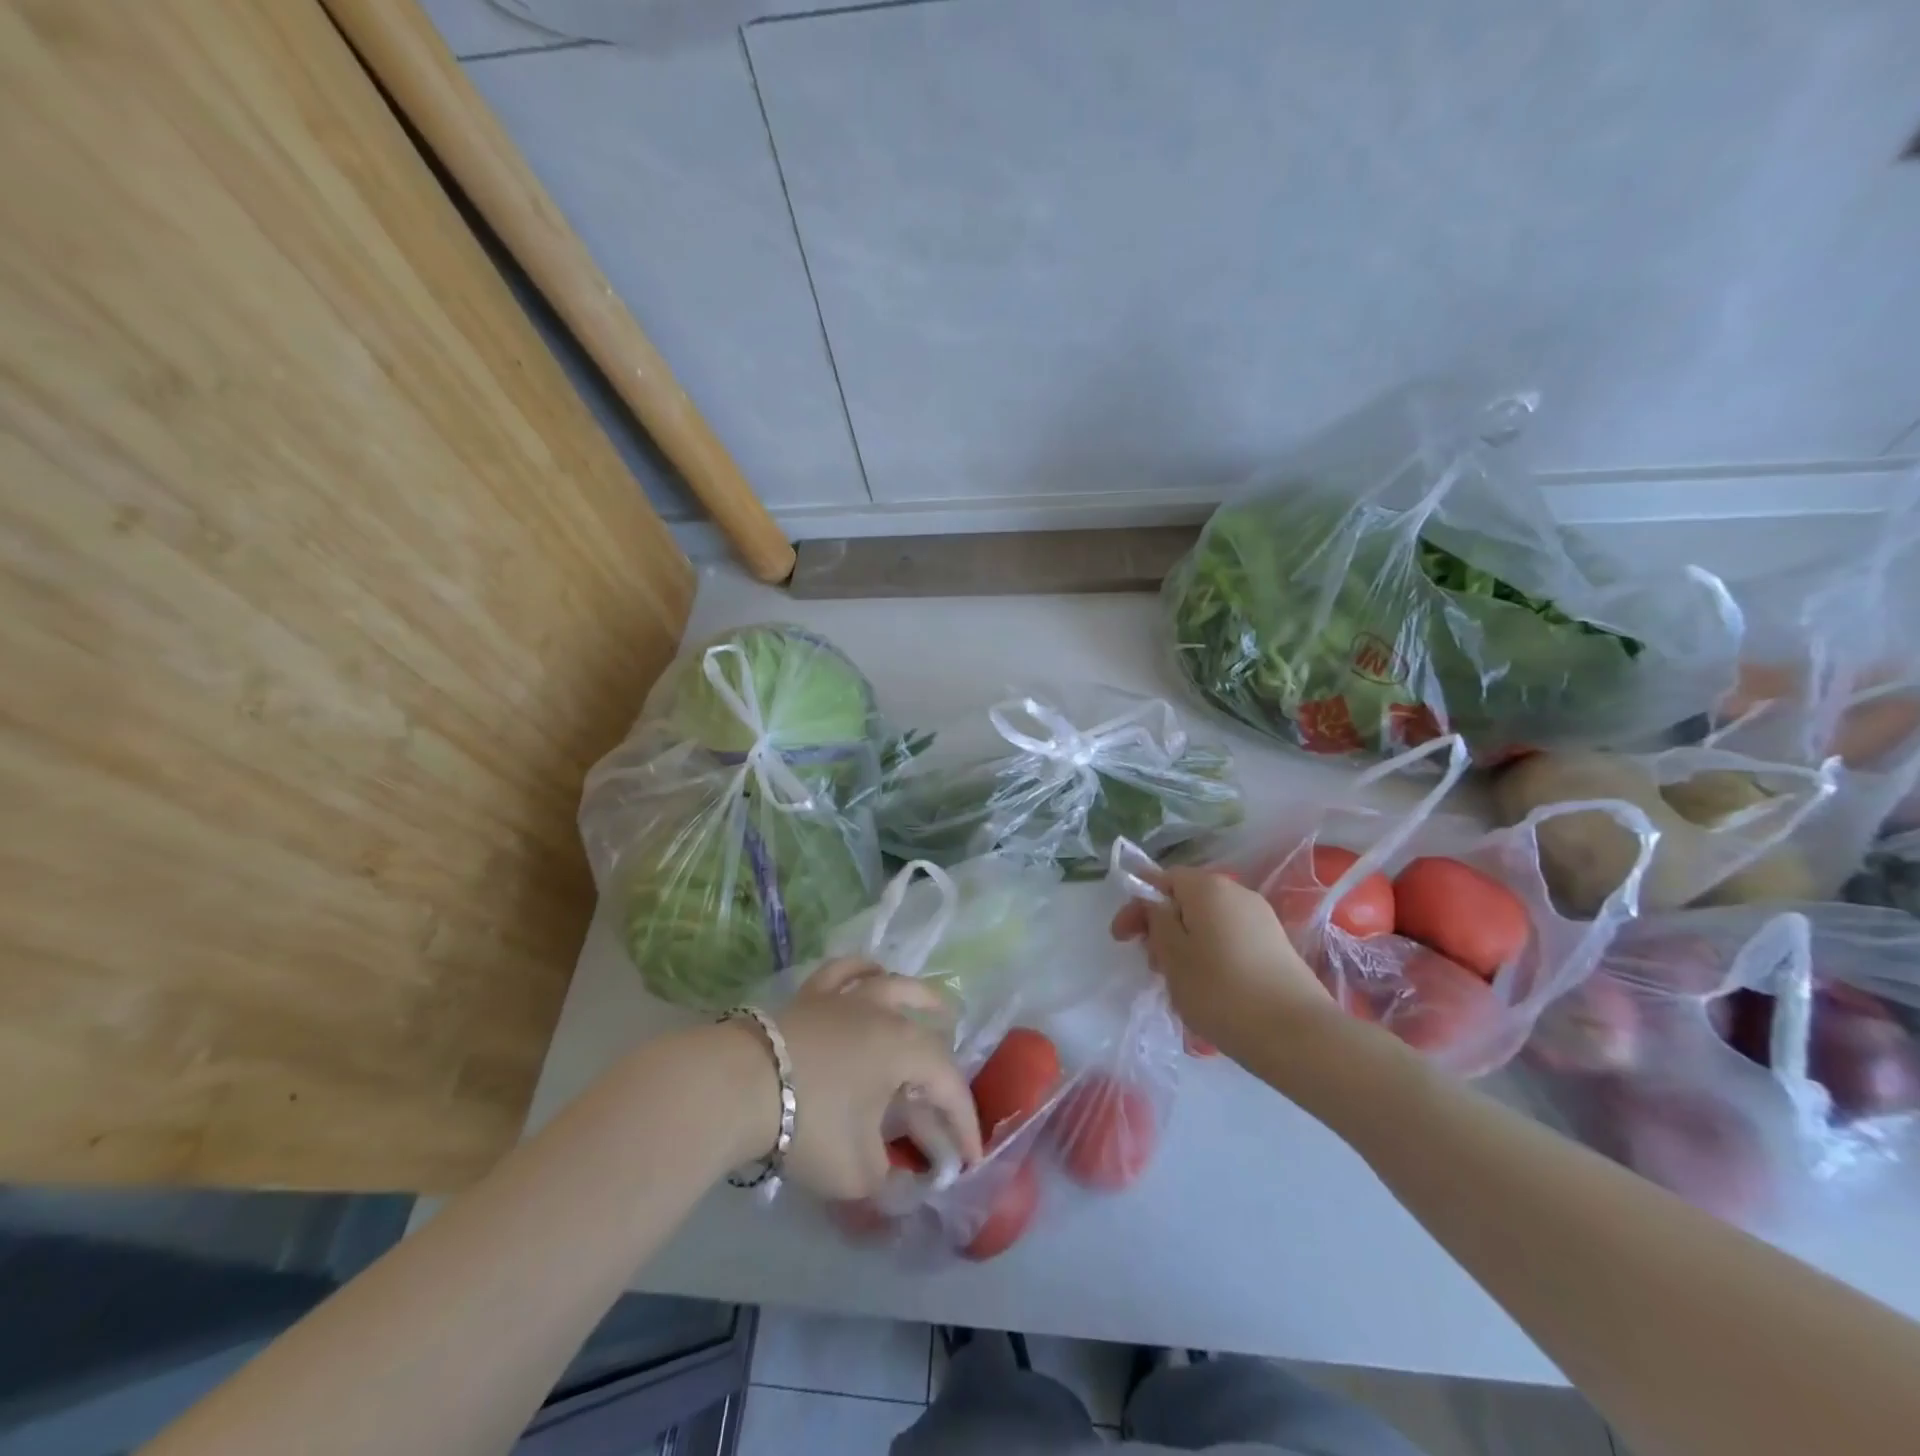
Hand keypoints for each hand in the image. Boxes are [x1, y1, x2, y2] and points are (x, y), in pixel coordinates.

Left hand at [733, 959, 983, 1201]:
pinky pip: (844, 972)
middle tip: (948, 1097)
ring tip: (935, 1004)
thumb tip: (896, 1177)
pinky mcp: (811, 995)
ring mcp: (846, 998)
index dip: (963, 1124)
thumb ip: (887, 1178)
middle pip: (926, 1036)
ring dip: (919, 997)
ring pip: (893, 985)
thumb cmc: (810, 1123)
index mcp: (905, 1050)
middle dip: (943, 1072)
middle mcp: (884, 1013)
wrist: (740, 1086)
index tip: (968, 1161)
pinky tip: (870, 975)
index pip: (949, 1086)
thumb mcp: (856, 1171)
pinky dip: (863, 971)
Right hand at [1110, 867, 1334, 1058]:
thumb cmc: (1220, 990)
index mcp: (1208, 887)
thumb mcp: (1172, 955)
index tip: (1121, 937)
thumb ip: (1156, 920)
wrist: (1298, 1035)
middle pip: (1186, 900)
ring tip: (1176, 981)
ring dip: (1185, 944)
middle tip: (1150, 964)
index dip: (1137, 904)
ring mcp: (1261, 920)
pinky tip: (1207, 988)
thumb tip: (1158, 904)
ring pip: (1208, 922)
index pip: (1162, 879)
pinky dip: (1210, 955)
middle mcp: (1237, 893)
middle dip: (1161, 926)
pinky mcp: (1276, 947)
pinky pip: (1229, 940)